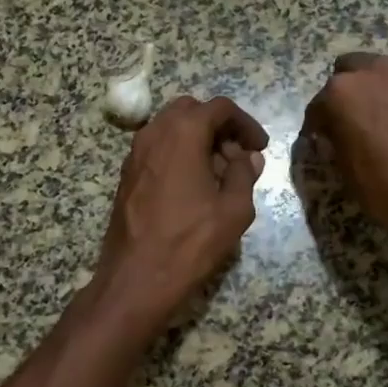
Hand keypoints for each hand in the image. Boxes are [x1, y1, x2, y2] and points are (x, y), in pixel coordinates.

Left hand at [94, 95, 269, 326]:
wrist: (135, 278)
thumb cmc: (190, 242)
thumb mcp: (233, 209)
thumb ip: (244, 174)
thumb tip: (248, 157)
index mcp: (183, 133)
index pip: (220, 108)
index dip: (245, 123)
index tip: (260, 147)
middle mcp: (154, 133)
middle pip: (192, 111)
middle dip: (218, 127)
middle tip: (238, 157)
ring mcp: (135, 153)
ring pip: (171, 129)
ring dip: (197, 140)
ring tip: (219, 174)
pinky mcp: (127, 174)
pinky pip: (157, 149)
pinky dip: (178, 154)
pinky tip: (194, 187)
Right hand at [301, 53, 387, 292]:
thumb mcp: (350, 177)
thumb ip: (337, 145)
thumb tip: (335, 135)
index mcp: (344, 93)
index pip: (317, 107)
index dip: (316, 129)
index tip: (319, 147)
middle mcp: (376, 74)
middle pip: (348, 73)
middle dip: (343, 97)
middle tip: (346, 131)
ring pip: (379, 78)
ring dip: (372, 98)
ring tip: (376, 134)